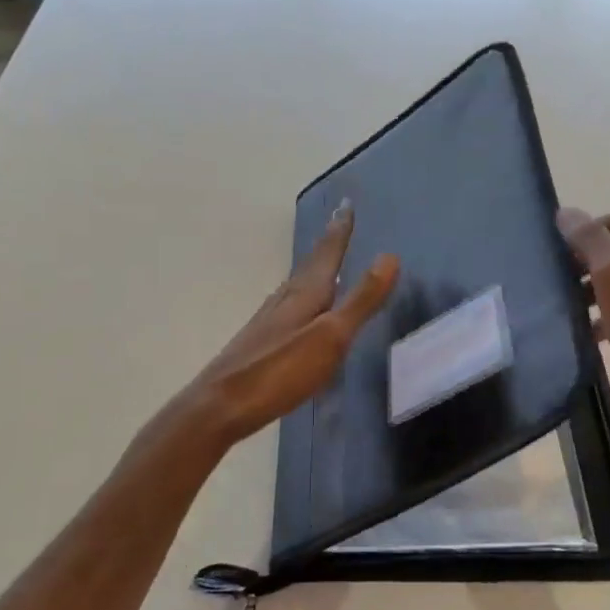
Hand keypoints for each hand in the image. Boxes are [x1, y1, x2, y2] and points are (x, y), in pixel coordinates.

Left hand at [185, 201, 398, 447]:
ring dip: (312, 270)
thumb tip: (389, 257)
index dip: (340, 230)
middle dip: (327, 245)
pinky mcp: (259, 343)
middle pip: (309, 265)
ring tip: (324, 262)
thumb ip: (360, 300)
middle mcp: (284, 300)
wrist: (220, 406)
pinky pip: (287, 307)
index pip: (327, 254)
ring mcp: (268, 321)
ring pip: (296, 286)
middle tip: (338, 223)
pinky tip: (297, 310)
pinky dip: (300, 297)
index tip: (347, 204)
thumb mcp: (331, 337)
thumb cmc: (280, 371)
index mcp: (304, 294)